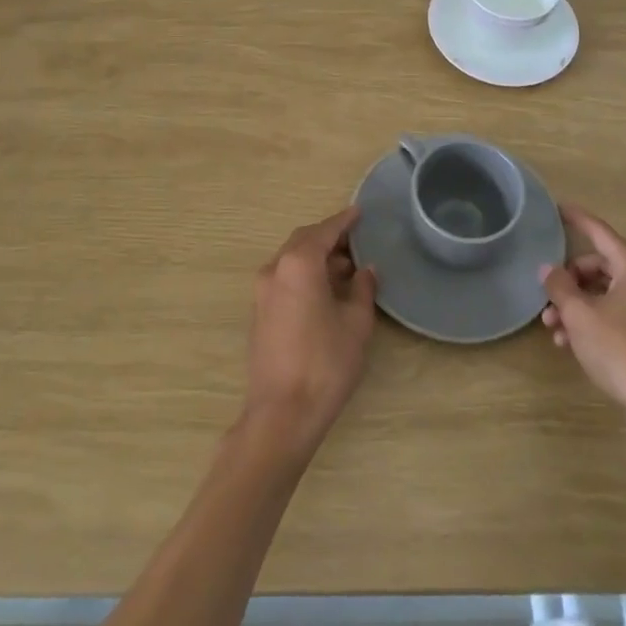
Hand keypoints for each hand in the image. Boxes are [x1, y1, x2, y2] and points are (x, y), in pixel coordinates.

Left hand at [244, 206, 376, 452]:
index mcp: (298, 263)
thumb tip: (365, 270)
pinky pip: (284, 278)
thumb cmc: (325, 363)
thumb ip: (362, 289)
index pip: (324, 231)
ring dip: (317, 258)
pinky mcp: (259, 312)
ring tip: (347, 270)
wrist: (282, 413)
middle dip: (329, 238)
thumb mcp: (356, 323)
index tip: (359, 212)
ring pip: (292, 260)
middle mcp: (275, 269)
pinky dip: (305, 275)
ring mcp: (262, 291)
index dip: (344, 221)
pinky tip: (326, 291)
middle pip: (304, 241)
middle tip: (356, 242)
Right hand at [541, 204, 625, 420]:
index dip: (577, 219)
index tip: (558, 207)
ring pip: (608, 294)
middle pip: (601, 266)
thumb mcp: (580, 315)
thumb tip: (549, 269)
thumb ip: (560, 286)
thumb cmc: (621, 349)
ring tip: (554, 330)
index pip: (599, 232)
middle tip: (547, 299)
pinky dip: (596, 321)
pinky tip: (574, 344)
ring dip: (578, 306)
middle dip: (570, 281)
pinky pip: (620, 314)